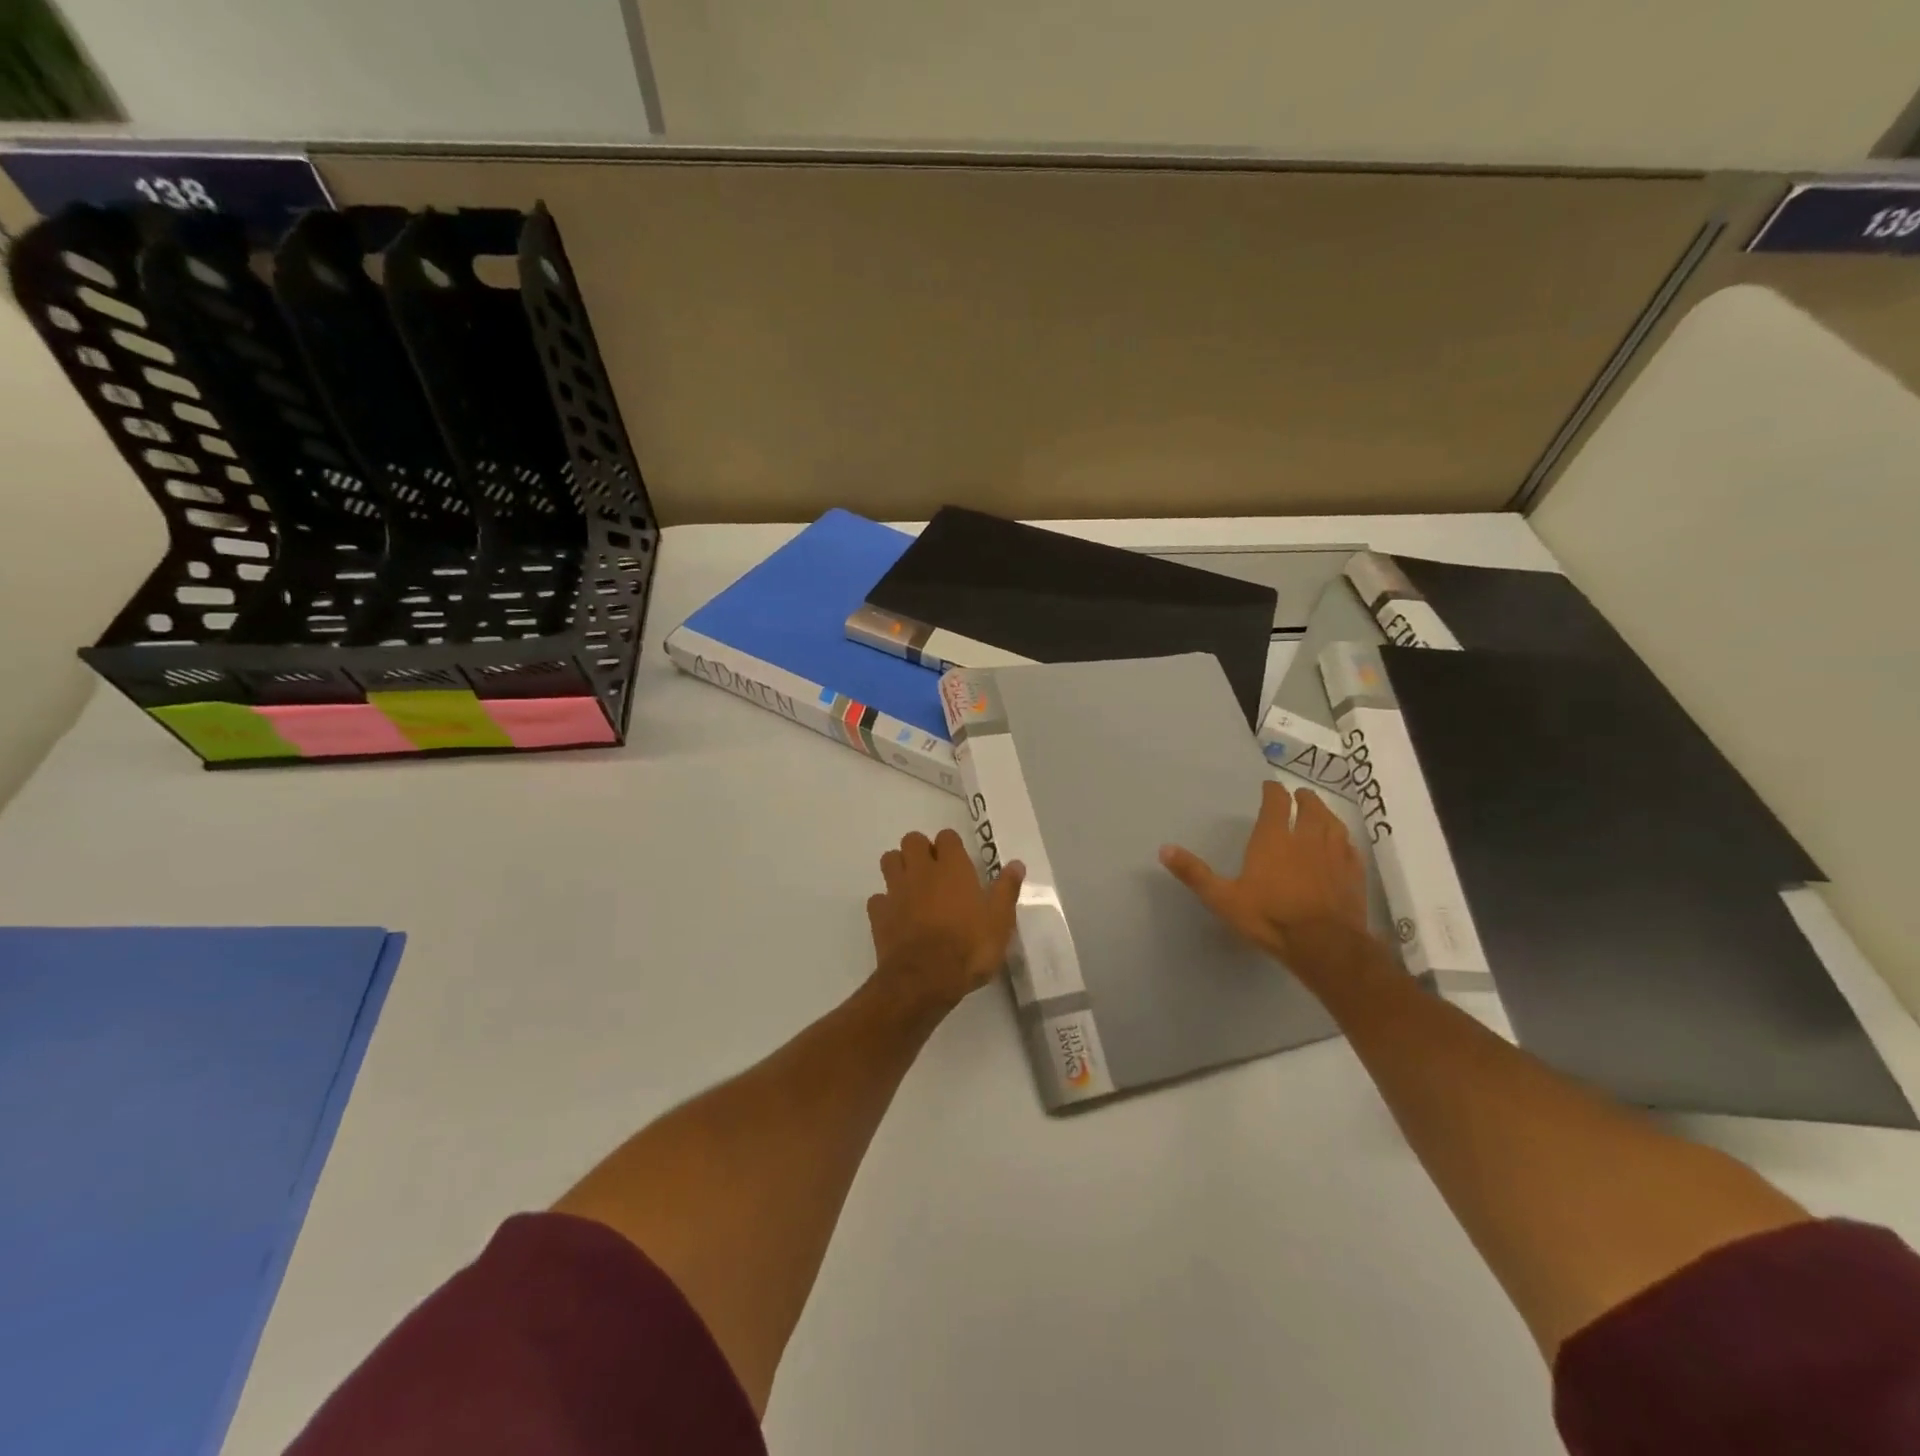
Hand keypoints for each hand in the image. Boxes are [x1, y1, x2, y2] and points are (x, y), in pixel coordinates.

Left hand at [867, 829, 1024, 1014]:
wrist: (926, 978)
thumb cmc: (970, 946)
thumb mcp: (1000, 920)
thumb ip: (1006, 889)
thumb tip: (1017, 864)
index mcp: (952, 867)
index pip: (947, 837)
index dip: (951, 846)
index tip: (959, 862)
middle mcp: (921, 871)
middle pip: (912, 840)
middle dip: (920, 849)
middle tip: (933, 871)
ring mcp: (896, 890)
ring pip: (889, 860)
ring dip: (898, 867)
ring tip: (913, 887)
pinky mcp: (879, 914)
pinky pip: (878, 898)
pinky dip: (885, 903)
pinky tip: (896, 916)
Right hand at [1160, 782, 1368, 966]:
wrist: (1324, 945)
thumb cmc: (1269, 918)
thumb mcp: (1223, 898)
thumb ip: (1194, 873)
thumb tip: (1164, 849)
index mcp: (1273, 839)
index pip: (1276, 804)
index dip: (1273, 792)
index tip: (1270, 787)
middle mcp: (1306, 839)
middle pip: (1310, 809)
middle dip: (1304, 799)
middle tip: (1300, 795)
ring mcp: (1334, 856)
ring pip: (1333, 825)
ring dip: (1326, 814)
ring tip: (1320, 812)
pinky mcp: (1353, 875)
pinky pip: (1350, 848)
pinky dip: (1344, 840)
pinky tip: (1343, 845)